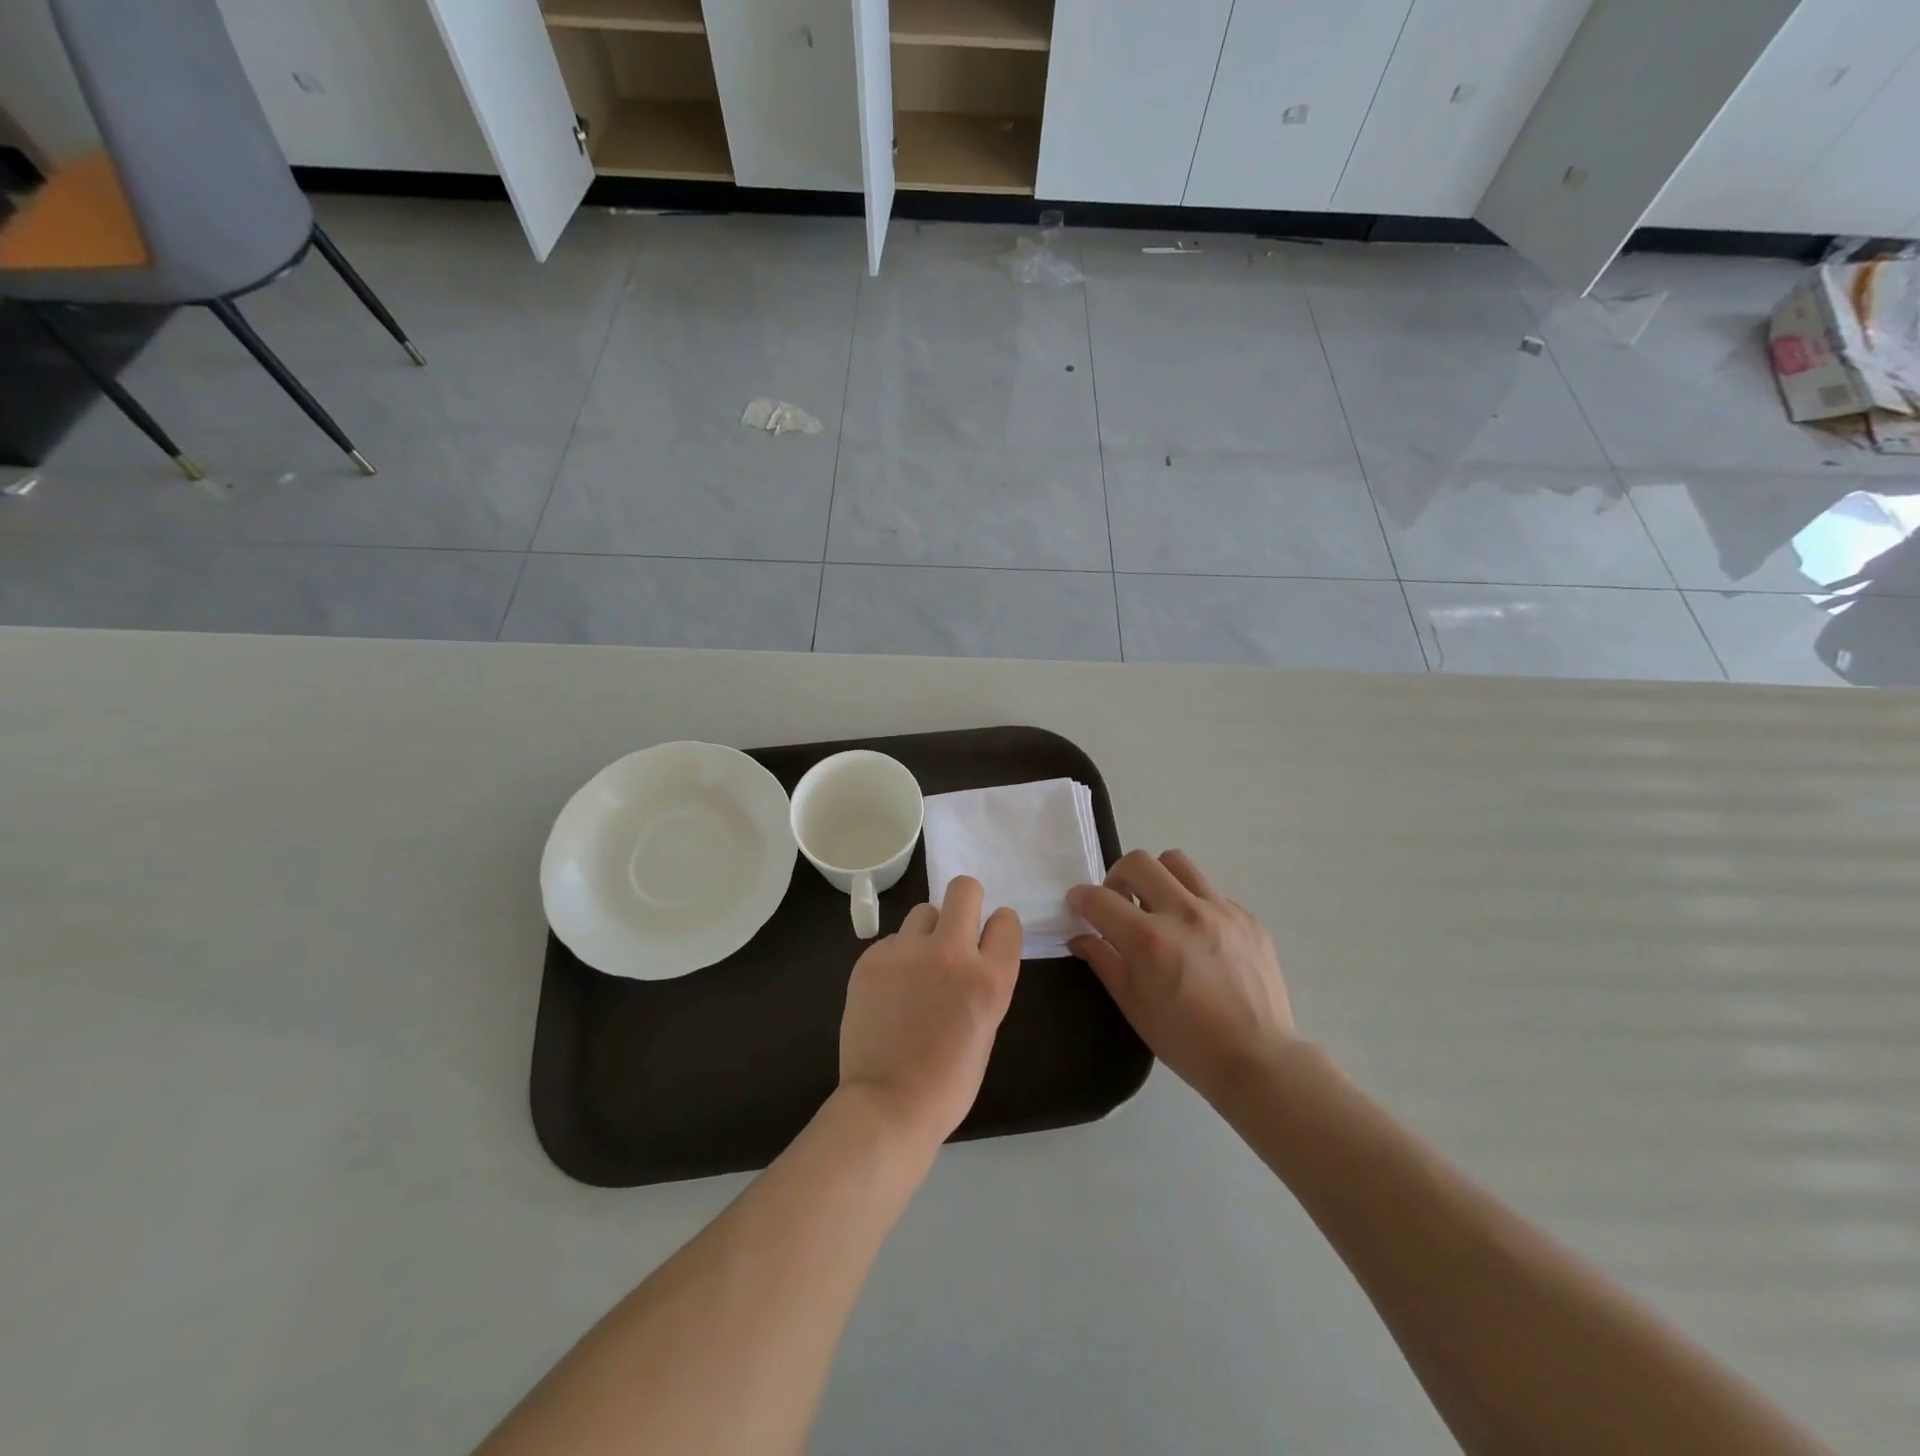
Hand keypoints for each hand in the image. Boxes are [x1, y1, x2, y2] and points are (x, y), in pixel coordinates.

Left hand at [839, 876, 1022, 1146]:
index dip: (998, 928)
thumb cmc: (949, 1081)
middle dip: (966, 902)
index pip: (1006, 920)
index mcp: (989, 978)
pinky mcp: (871, 958)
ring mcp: (907, 952)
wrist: (888, 1104)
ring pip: (923, 911)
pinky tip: (890, 989)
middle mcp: (951, 953)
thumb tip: (971, 956)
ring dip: (927, 931)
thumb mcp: (987, 1026)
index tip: (988, 941)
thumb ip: (983, 981)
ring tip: (917, 965)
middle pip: (964, 889)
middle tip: (956, 931)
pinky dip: (896, 957)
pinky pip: (892, 940)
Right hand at [1068, 850, 1294, 1109]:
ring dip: (1158, 878)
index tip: (1078, 905)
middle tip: (1119, 902)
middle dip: (1117, 876)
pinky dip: (1195, 906)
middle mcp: (1183, 913)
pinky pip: (1211, 894)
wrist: (1258, 1060)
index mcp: (1148, 939)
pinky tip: (1199, 938)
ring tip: (1159, 907)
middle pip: (1138, 862)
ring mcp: (1221, 911)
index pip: (1099, 898)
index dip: (1080, 898)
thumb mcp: (1133, 1006)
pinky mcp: (1248, 918)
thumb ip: (1104, 962)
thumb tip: (1081, 937)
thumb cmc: (1186, 1041)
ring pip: (1177, 863)